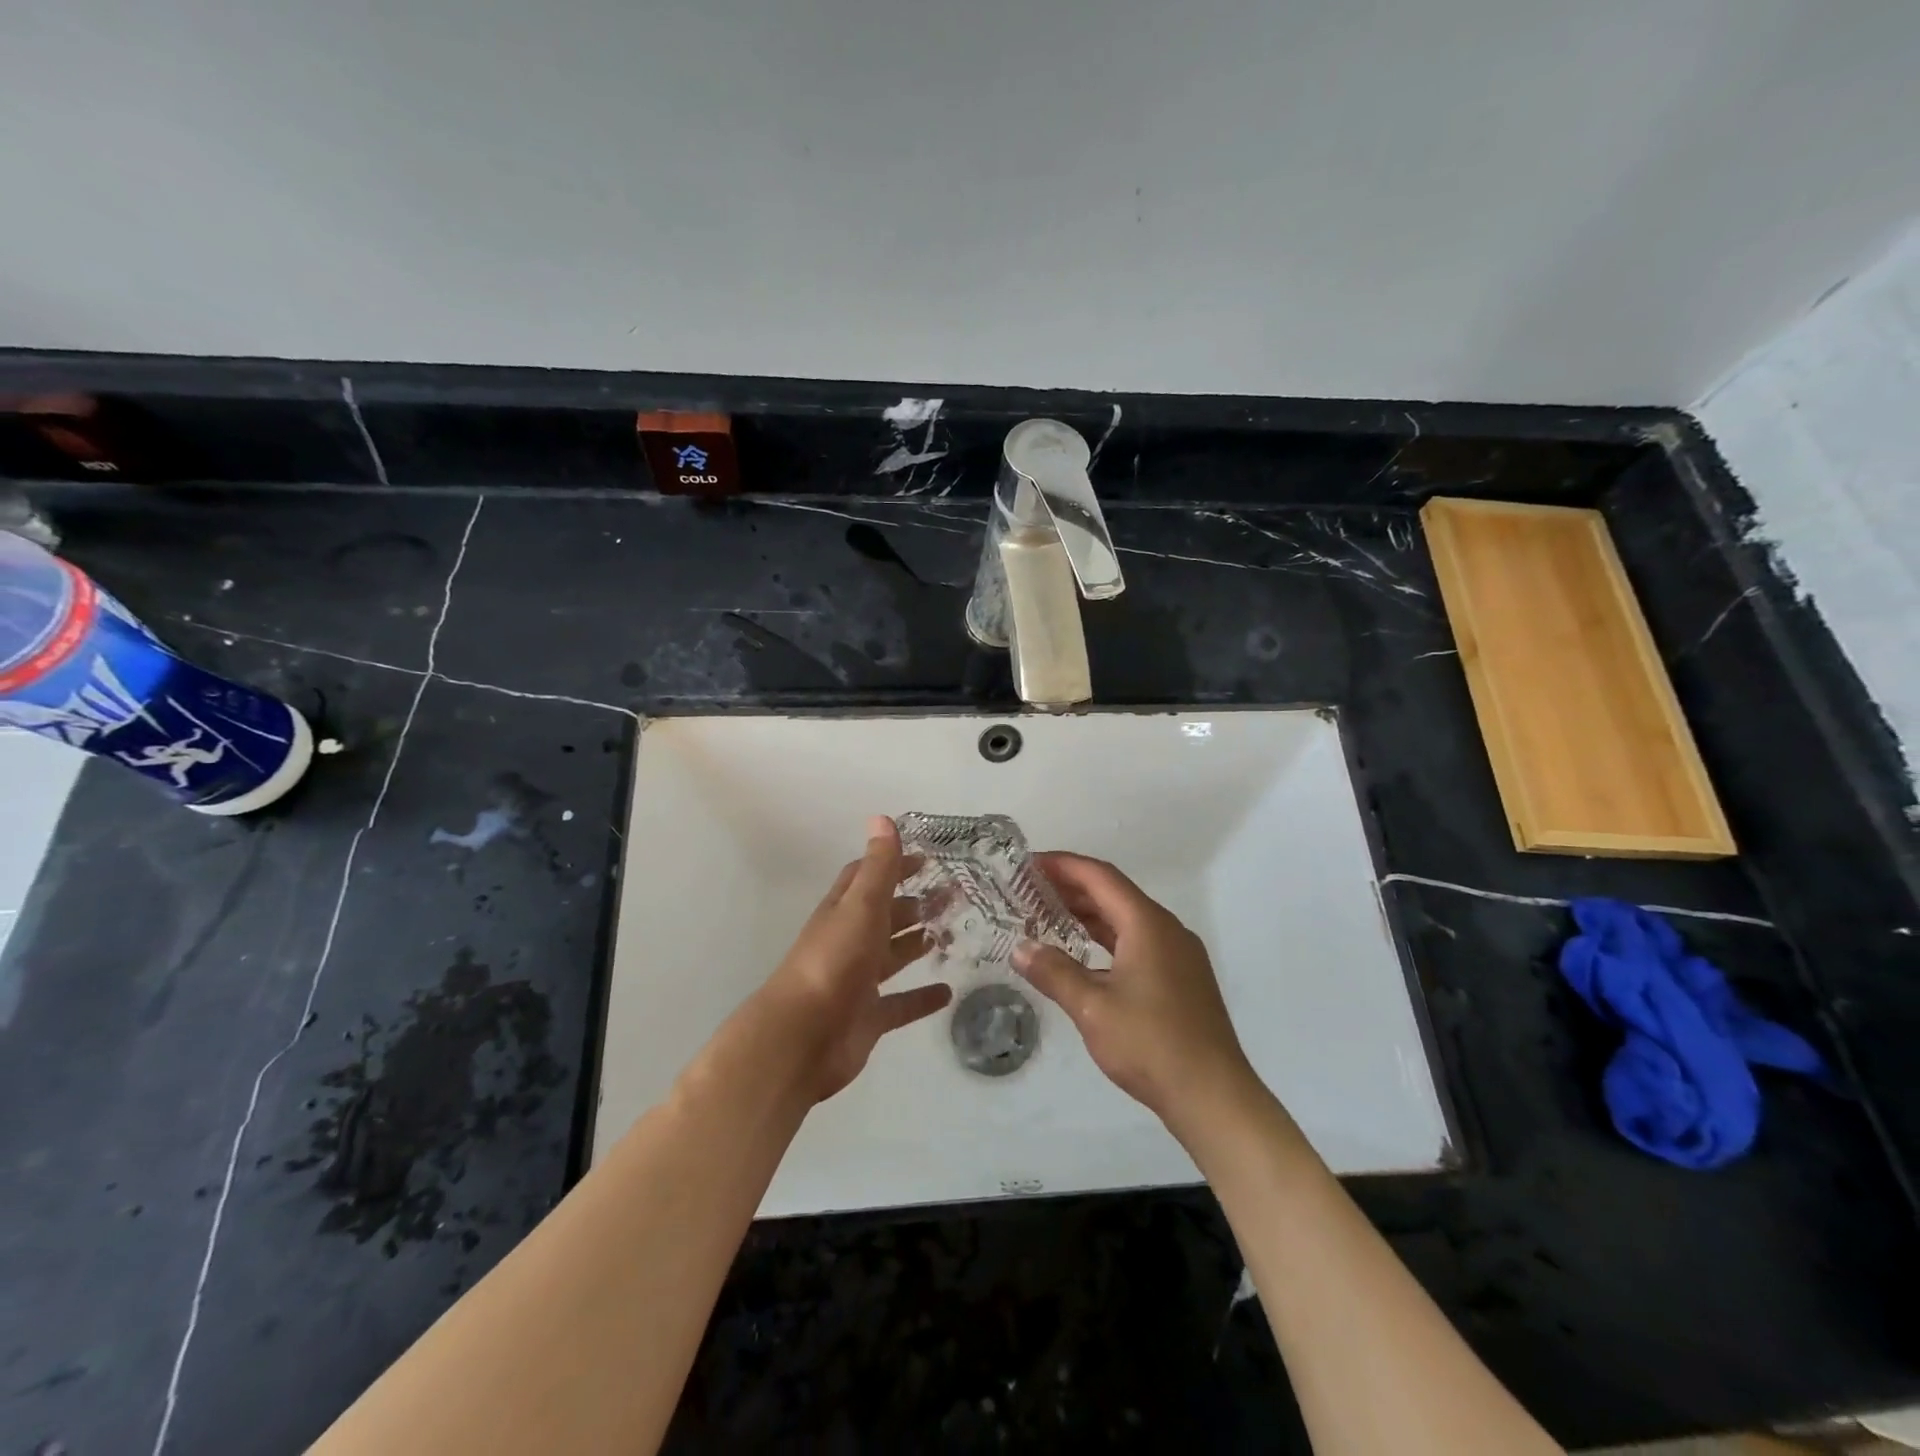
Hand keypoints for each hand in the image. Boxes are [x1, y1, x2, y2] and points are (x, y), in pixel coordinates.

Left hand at [762, 816, 951, 1102]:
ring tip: (950, 933)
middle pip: (883, 917)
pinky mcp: (869, 1018)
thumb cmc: (834, 962)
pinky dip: (921, 998)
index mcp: (843, 912)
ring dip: (916, 944)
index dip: (893, 865)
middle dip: (912, 904)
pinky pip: (900, 1004)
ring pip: (892, 957)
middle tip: (951, 896)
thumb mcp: (860, 906)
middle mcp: (849, 942)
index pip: (867, 878)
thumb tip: (881, 817)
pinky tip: (947, 992)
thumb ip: (878, 867)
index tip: (927, 859)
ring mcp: (858, 982)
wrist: (803, 1038)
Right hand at [1014, 853, 1257, 1132]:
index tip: (1030, 863)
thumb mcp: (1092, 1008)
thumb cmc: (1151, 1044)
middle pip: (1114, 894)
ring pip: (1127, 919)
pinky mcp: (1182, 978)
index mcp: (1148, 924)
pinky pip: (1138, 942)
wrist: (1214, 1096)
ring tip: (1049, 916)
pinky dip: (1107, 939)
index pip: (1100, 877)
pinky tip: (1085, 955)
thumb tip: (1020, 948)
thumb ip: (1054, 972)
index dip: (1063, 865)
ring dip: (1089, 914)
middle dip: (1072, 888)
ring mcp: (1179, 954)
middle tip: (1031, 889)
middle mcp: (1167, 929)